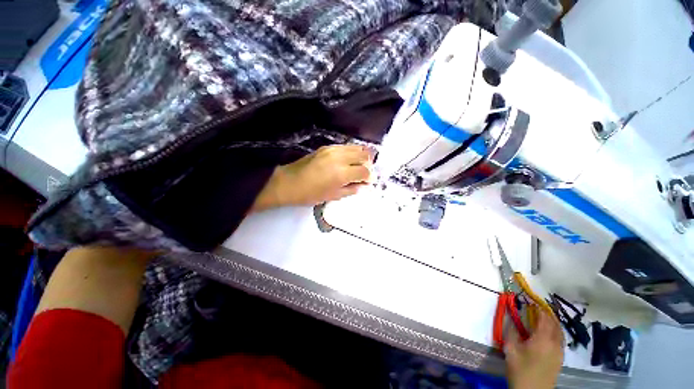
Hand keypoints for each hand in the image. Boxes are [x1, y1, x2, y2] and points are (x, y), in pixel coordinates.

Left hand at [252, 145, 372, 210]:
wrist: (289, 182)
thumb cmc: (310, 194)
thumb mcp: (333, 196)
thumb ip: (352, 189)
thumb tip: (364, 185)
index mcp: (341, 173)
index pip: (365, 171)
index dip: (370, 177)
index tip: (369, 181)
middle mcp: (340, 158)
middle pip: (365, 155)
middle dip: (369, 164)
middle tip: (365, 173)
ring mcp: (333, 149)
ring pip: (357, 148)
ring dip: (362, 157)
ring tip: (358, 166)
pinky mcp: (327, 146)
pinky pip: (346, 146)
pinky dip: (352, 153)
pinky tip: (349, 161)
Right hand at [505, 311, 564, 388]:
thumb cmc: (520, 369)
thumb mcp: (511, 349)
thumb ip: (511, 330)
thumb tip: (509, 316)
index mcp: (543, 339)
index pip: (544, 318)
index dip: (538, 307)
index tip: (530, 299)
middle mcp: (555, 343)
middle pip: (555, 323)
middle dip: (547, 313)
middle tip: (536, 306)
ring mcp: (560, 351)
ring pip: (559, 331)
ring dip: (552, 321)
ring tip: (542, 316)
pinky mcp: (560, 358)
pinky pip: (560, 339)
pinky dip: (554, 330)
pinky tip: (546, 332)